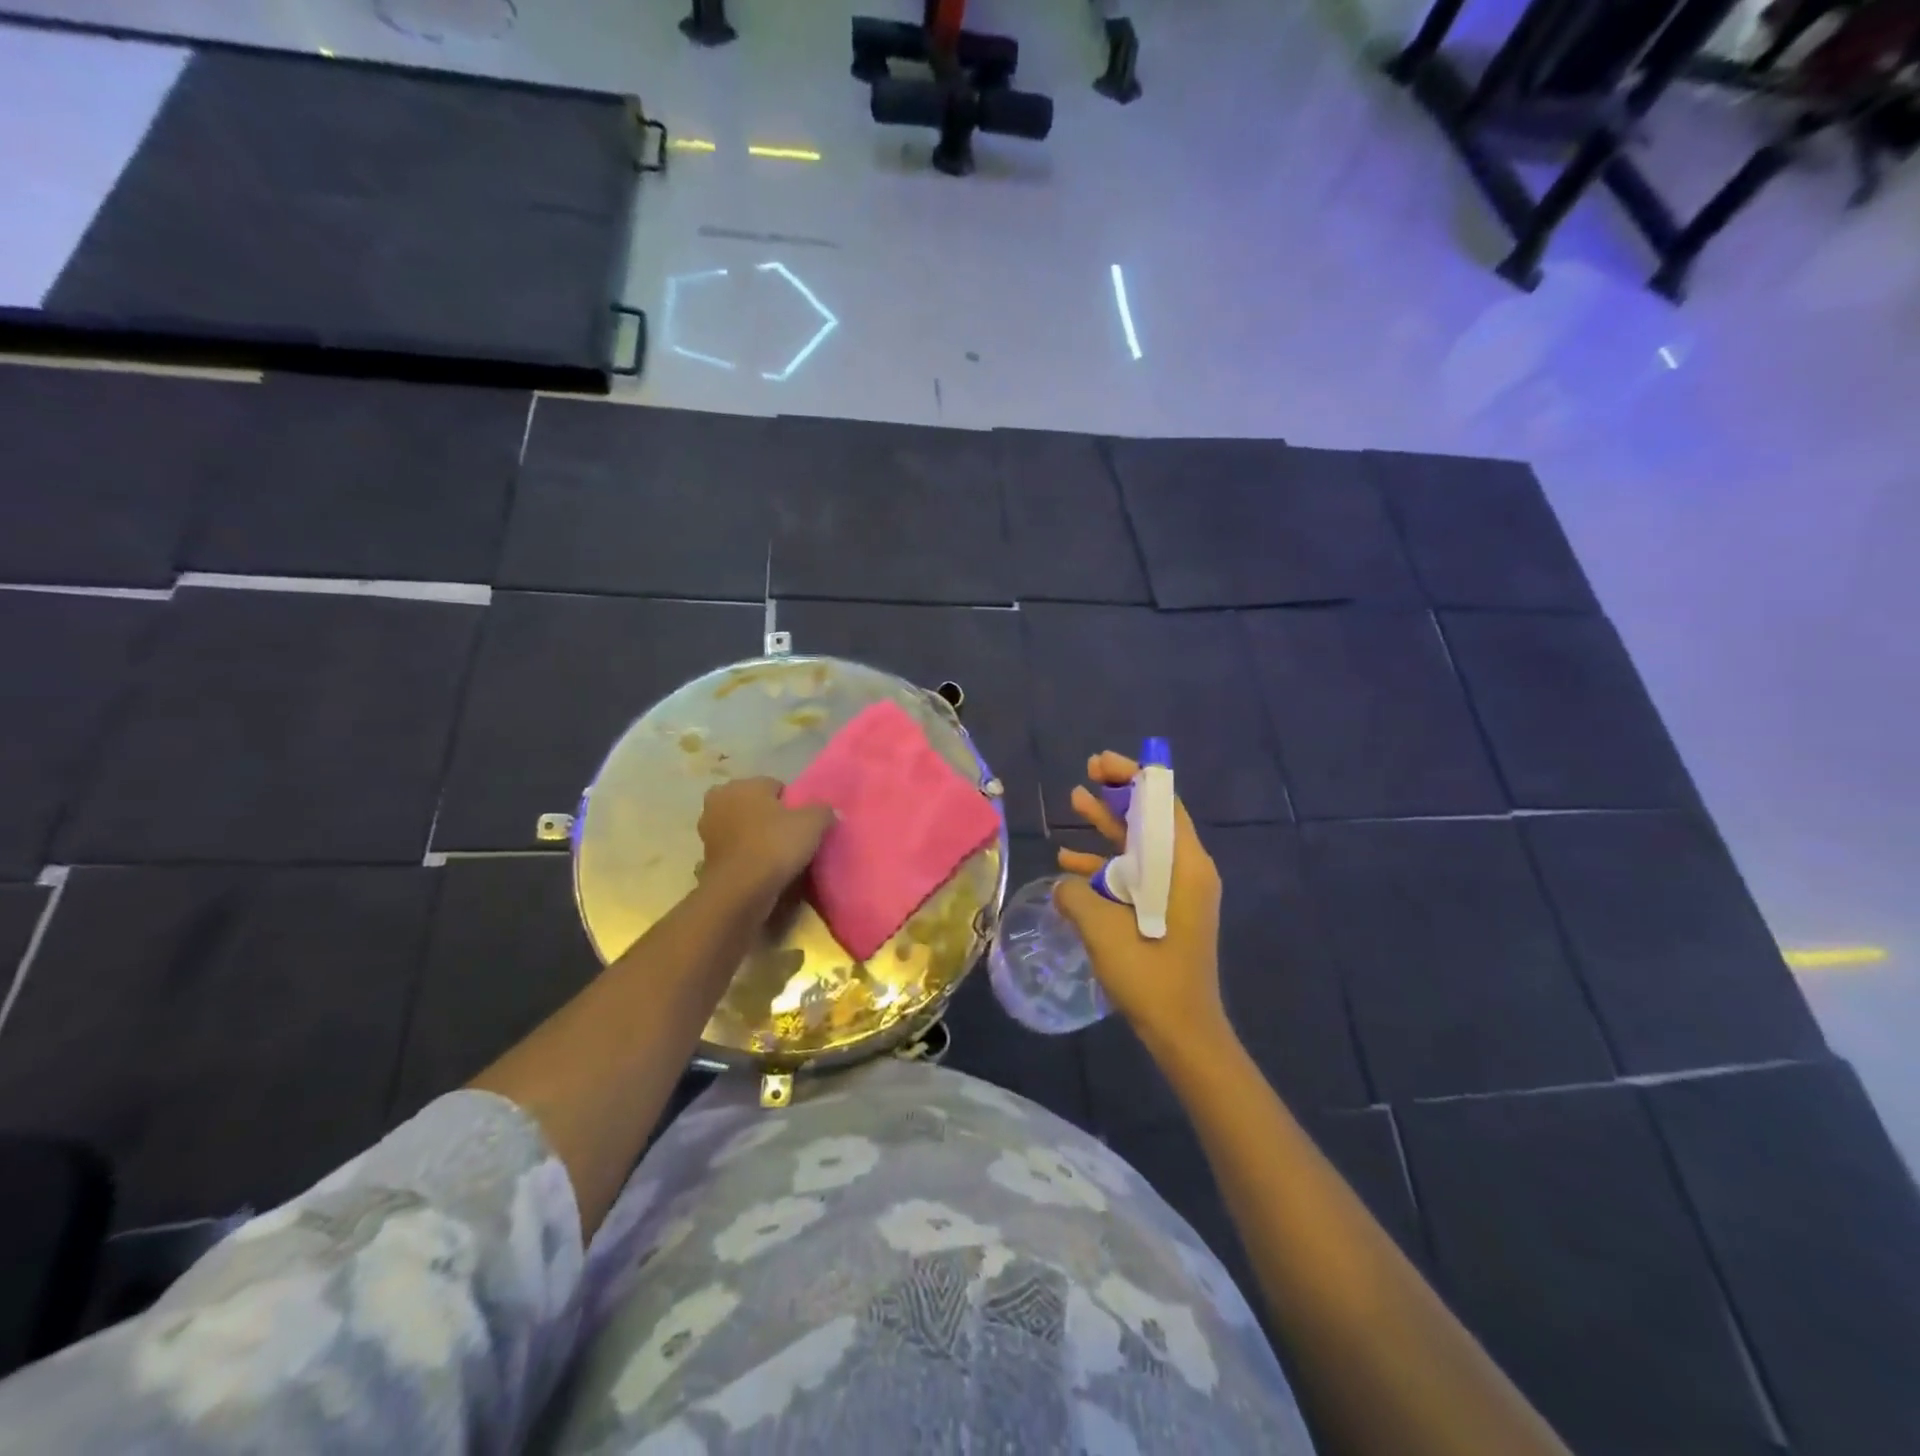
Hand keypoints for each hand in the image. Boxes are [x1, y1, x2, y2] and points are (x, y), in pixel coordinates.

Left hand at [697, 777, 833, 908]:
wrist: (741, 890)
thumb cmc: (775, 845)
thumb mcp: (813, 823)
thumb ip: (823, 810)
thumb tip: (829, 811)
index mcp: (743, 784)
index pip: (775, 786)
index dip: (792, 803)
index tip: (803, 823)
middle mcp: (720, 800)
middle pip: (755, 805)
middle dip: (769, 817)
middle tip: (790, 837)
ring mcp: (708, 830)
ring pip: (742, 828)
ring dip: (755, 837)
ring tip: (778, 856)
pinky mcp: (706, 857)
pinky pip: (735, 851)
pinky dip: (746, 857)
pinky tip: (762, 870)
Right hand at [1052, 752, 1229, 1059]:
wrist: (1182, 1031)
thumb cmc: (1150, 975)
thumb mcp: (1103, 929)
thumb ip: (1077, 894)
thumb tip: (1065, 882)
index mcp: (1185, 865)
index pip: (1163, 802)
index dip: (1133, 777)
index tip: (1102, 764)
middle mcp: (1186, 870)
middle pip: (1152, 817)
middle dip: (1119, 793)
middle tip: (1088, 772)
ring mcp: (1177, 891)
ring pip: (1140, 843)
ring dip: (1108, 824)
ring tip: (1075, 799)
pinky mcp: (1165, 910)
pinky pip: (1136, 873)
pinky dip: (1107, 862)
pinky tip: (1070, 860)